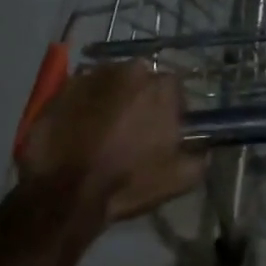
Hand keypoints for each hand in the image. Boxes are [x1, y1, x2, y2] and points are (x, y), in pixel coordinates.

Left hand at [16, 63, 204, 222]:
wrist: (63, 195)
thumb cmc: (126, 183)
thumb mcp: (178, 179)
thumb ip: (199, 158)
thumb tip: (203, 149)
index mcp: (162, 87)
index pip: (174, 90)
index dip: (169, 111)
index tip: (161, 132)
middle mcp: (130, 70)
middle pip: (140, 81)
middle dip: (138, 100)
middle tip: (130, 130)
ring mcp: (93, 76)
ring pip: (110, 83)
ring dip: (110, 100)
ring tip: (100, 131)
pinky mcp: (62, 88)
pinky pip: (80, 92)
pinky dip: (82, 106)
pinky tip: (76, 131)